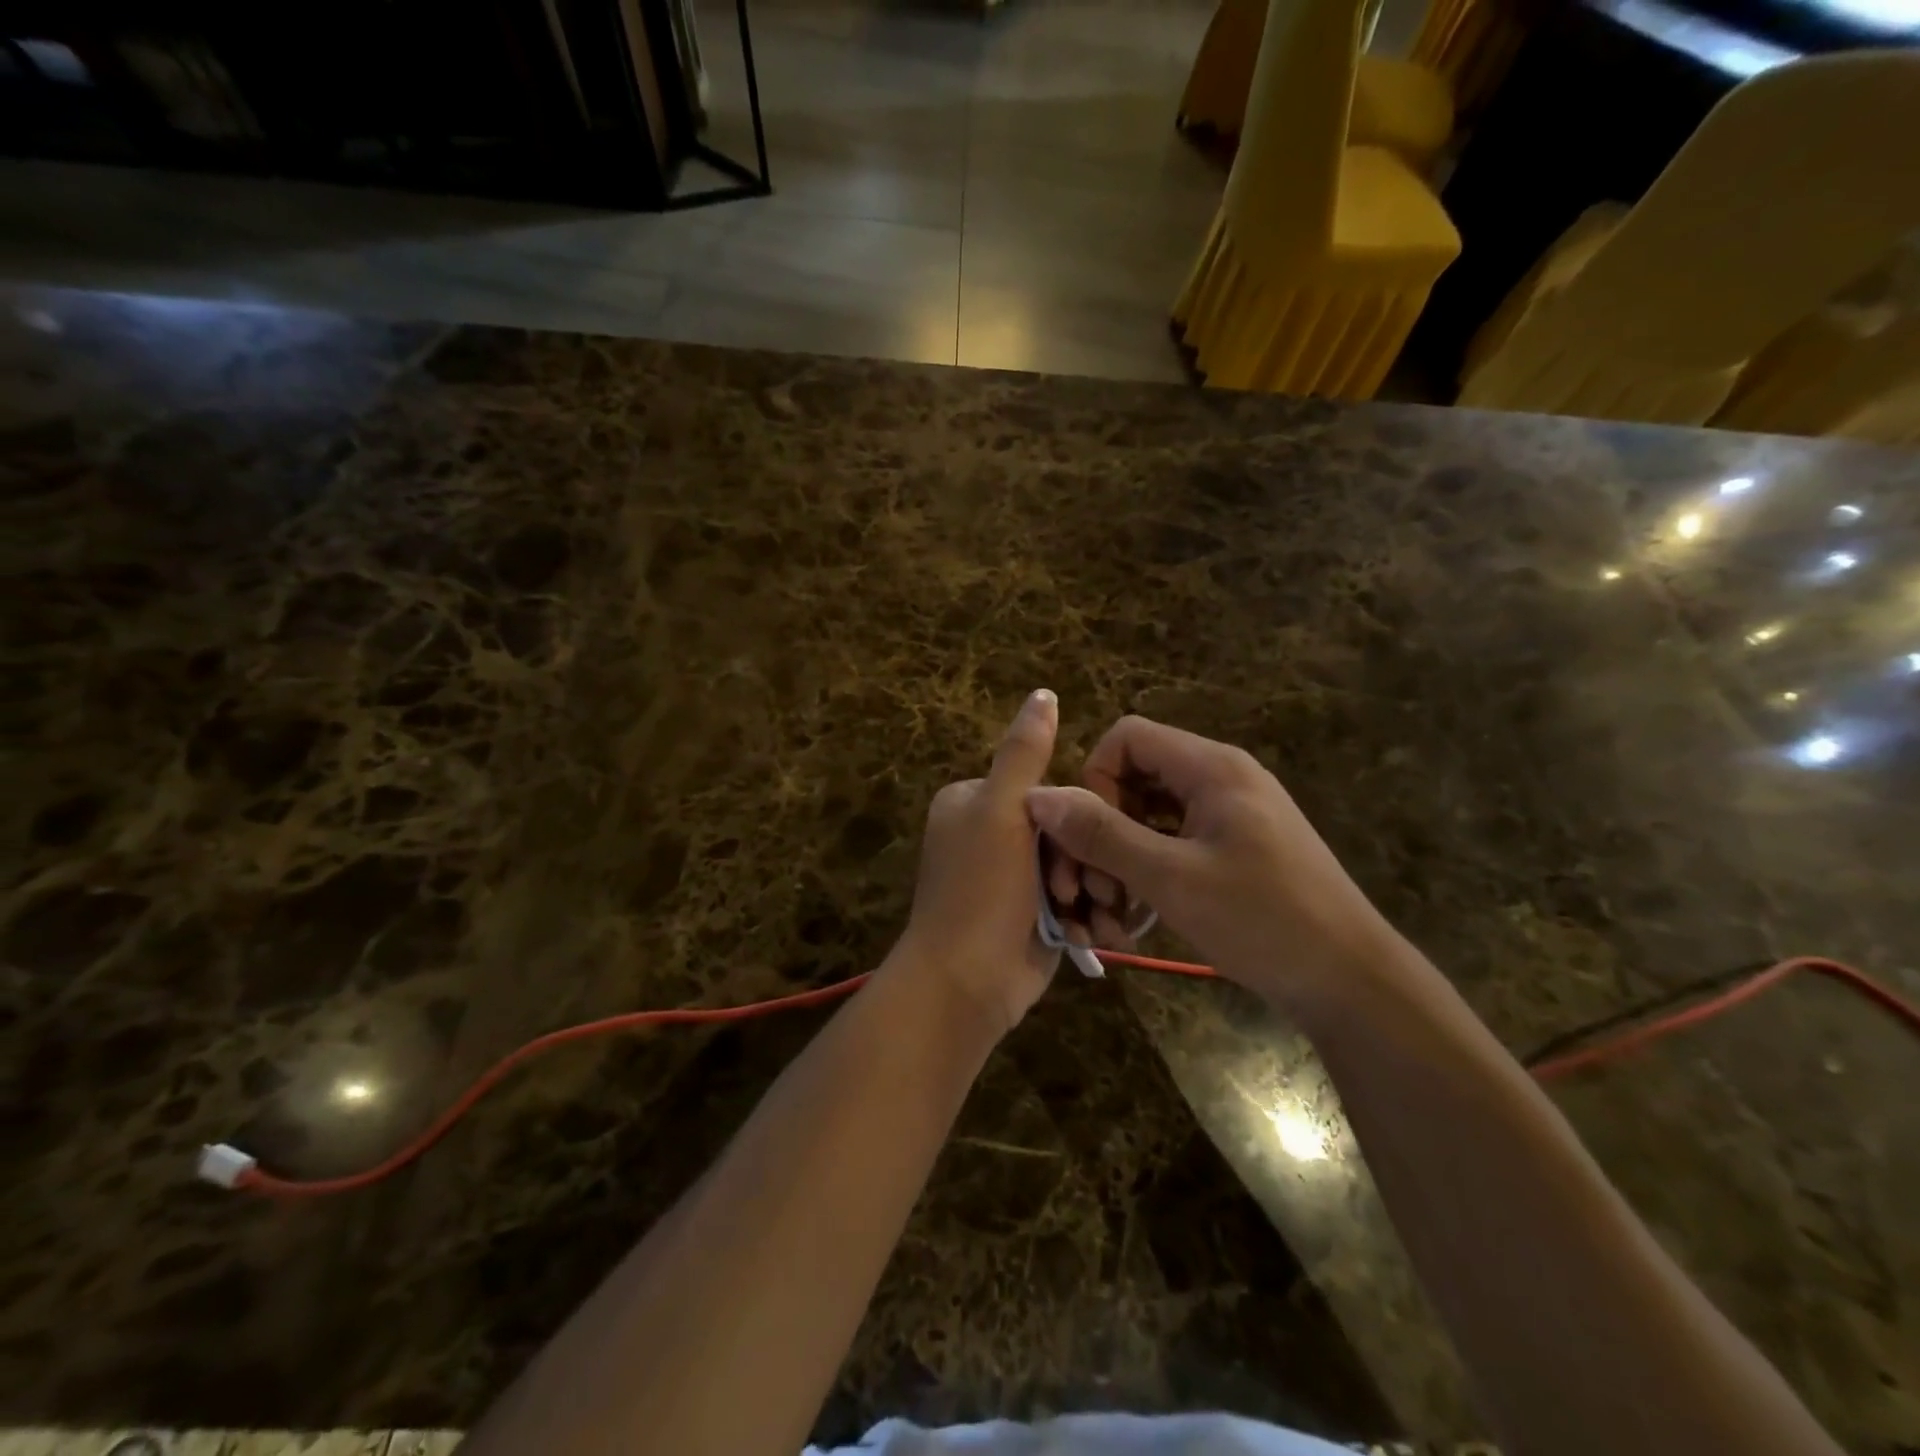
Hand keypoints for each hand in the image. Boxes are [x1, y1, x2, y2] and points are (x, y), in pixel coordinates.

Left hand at [894, 689, 1061, 1037]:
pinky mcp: (1028, 915)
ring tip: (1092, 918)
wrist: (966, 984)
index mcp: (973, 802)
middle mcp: (989, 835)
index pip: (1046, 790)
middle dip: (1083, 863)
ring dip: (1089, 893)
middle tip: (1087, 891)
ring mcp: (1009, 878)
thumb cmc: (980, 890)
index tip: (1084, 845)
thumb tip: (1043, 693)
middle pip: (1063, 830)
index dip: (1074, 816)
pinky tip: (1092, 934)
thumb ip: (1024, 753)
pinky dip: (1083, 917)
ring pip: (1073, 867)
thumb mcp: (1002, 811)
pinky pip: (1069, 901)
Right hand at [1024, 715, 1400, 1017]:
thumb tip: (1037, 795)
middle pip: (1135, 776)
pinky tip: (1141, 915)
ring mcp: (1231, 814)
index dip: (1095, 778)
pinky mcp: (1236, 848)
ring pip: (1151, 815)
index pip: (1127, 737)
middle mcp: (1221, 778)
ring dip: (1122, 856)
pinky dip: (1149, 869)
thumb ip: (1101, 834)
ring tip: (1115, 912)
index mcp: (1211, 767)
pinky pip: (1174, 841)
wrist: (1351, 982)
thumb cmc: (1262, 920)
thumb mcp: (1170, 878)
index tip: (1091, 835)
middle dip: (1104, 827)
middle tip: (1096, 889)